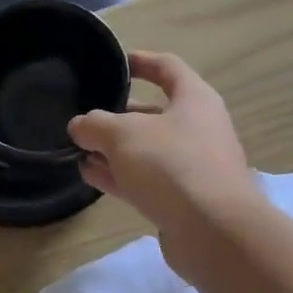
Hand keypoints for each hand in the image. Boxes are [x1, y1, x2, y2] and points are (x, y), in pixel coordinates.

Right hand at [67, 52, 261, 247]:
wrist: (213, 231)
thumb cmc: (172, 165)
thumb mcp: (123, 135)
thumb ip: (95, 124)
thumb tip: (80, 125)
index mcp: (194, 99)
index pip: (167, 68)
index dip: (140, 62)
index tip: (114, 62)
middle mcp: (198, 129)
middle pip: (153, 113)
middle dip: (117, 116)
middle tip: (85, 120)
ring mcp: (193, 167)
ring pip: (147, 150)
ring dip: (114, 150)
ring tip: (79, 151)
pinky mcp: (184, 200)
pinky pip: (147, 180)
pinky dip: (120, 175)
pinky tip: (91, 176)